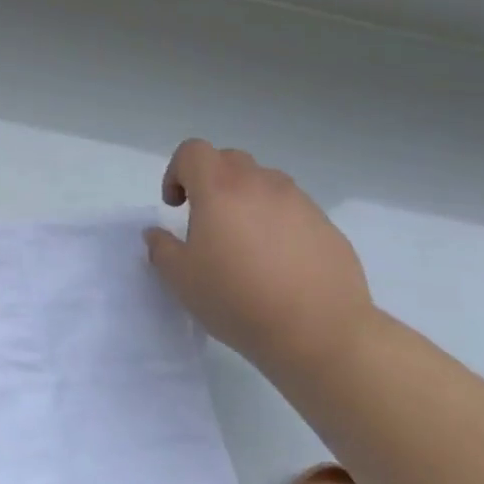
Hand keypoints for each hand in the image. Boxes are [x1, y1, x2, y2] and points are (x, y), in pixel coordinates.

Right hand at [143, 139, 372, 370]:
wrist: (319, 332)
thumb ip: (161, 248)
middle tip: (206, 221)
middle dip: (210, 181)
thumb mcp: (180, 279)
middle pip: (229, 160)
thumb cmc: (237, 299)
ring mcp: (299, 202)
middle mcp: (261, 184)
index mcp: (219, 189)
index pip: (193, 151)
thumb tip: (157, 233)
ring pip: (264, 183)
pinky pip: (293, 210)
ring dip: (246, 200)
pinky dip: (277, 222)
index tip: (175, 206)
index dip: (176, 171)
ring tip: (244, 243)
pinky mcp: (327, 226)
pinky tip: (277, 264)